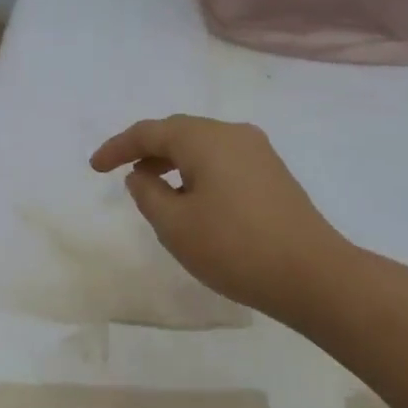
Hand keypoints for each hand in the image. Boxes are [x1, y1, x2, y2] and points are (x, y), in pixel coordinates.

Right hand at [90, 116, 353, 323]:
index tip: (94, 167)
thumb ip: (148, 194)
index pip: (150, 132)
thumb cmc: (234, 248)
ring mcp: (259, 152)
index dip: (117, 147)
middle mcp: (233, 134)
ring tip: (153, 189)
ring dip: (173, 161)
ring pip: (203, 146)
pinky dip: (198, 171)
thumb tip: (141, 175)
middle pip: (179, 132)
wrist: (312, 274)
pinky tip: (193, 199)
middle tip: (120, 173)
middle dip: (146, 150)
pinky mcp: (273, 174)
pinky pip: (223, 161)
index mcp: (206, 139)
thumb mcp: (175, 226)